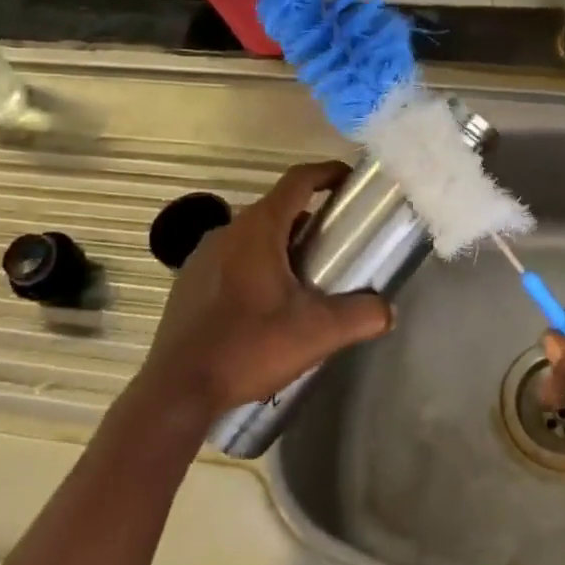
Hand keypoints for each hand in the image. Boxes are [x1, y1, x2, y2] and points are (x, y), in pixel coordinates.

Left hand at [139, 161, 392, 417]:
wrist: (177, 391)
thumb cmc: (248, 347)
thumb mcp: (317, 333)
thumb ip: (361, 316)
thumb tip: (388, 311)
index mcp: (258, 229)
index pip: (298, 180)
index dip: (327, 173)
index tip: (349, 181)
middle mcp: (227, 231)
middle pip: (277, 209)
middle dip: (309, 220)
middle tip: (336, 245)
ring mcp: (201, 257)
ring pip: (252, 236)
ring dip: (281, 246)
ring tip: (304, 279)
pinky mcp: (188, 283)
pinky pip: (230, 260)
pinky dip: (255, 266)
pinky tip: (265, 306)